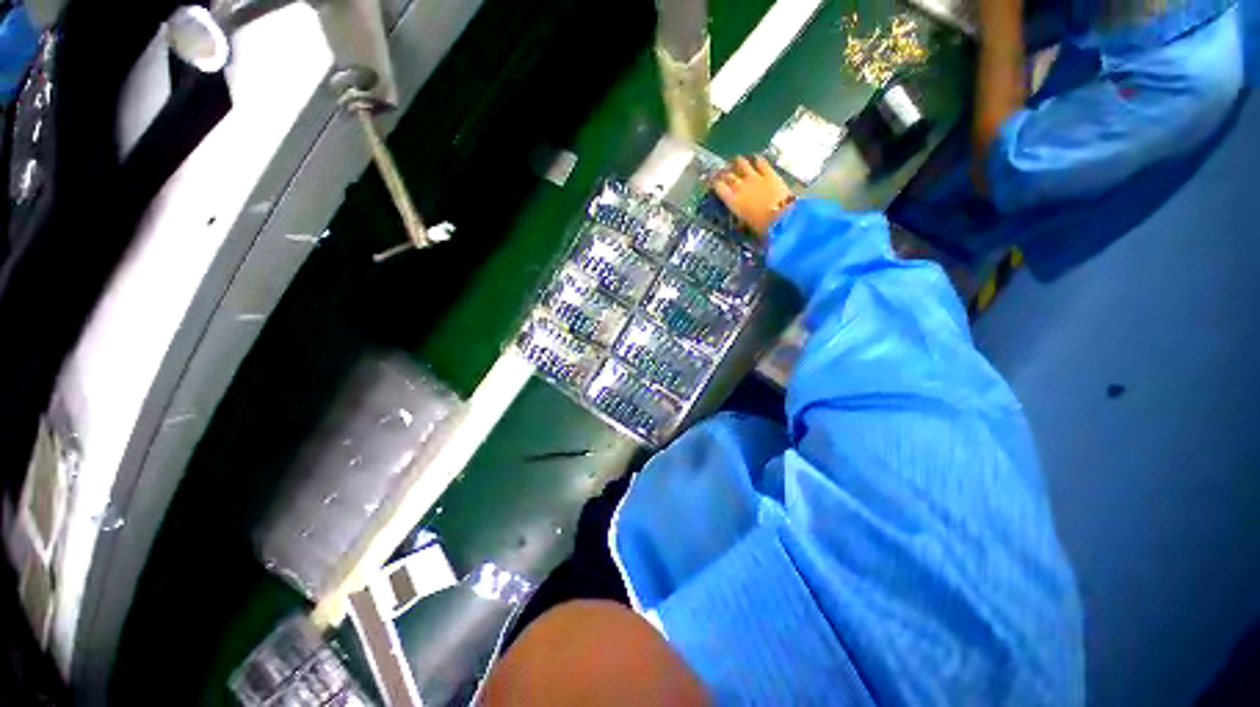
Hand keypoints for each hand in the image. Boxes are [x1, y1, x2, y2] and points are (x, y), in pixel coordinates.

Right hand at [712, 156, 795, 236]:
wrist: (782, 217)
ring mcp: (755, 177)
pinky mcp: (770, 173)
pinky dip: (757, 159)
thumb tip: (739, 218)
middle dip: (723, 173)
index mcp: (732, 201)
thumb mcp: (746, 225)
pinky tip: (756, 158)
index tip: (712, 182)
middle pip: (728, 175)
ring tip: (736, 160)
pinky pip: (761, 162)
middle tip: (721, 172)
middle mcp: (740, 186)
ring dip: (737, 162)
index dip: (714, 184)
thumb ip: (741, 217)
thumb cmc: (761, 227)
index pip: (719, 187)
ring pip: (742, 164)